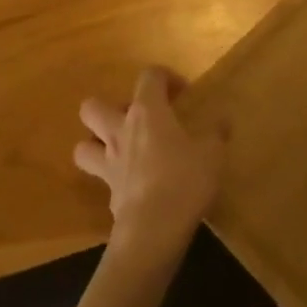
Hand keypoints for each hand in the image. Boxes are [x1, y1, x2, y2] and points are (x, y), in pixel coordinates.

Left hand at [76, 67, 224, 265]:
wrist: (154, 229)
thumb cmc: (185, 180)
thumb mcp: (212, 154)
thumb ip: (216, 133)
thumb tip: (223, 119)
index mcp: (147, 112)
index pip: (149, 76)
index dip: (165, 77)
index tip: (182, 92)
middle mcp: (120, 131)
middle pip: (92, 107)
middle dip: (109, 107)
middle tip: (136, 119)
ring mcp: (109, 163)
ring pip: (83, 145)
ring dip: (96, 143)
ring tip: (121, 148)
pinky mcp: (108, 193)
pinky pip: (100, 177)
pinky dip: (113, 177)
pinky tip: (133, 183)